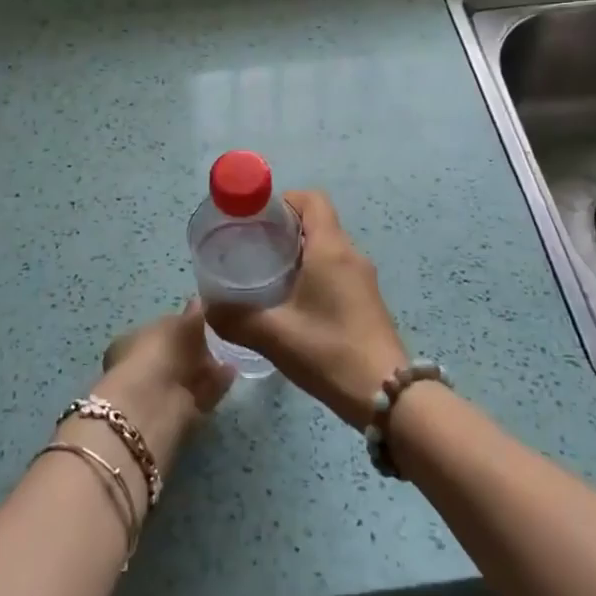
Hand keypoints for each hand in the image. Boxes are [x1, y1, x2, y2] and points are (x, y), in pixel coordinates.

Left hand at [92, 299, 234, 475]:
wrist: (151, 403)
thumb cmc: (157, 352)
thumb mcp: (177, 324)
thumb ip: (191, 315)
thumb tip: (199, 302)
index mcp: (132, 342)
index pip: (158, 332)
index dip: (179, 327)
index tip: (202, 322)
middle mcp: (142, 368)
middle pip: (173, 357)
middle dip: (194, 350)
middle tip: (219, 339)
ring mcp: (158, 394)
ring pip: (187, 378)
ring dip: (207, 369)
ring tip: (230, 356)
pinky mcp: (177, 416)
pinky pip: (200, 395)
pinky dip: (215, 384)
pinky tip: (232, 372)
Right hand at [204, 190, 407, 429]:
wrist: (388, 396)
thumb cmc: (330, 352)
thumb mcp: (275, 336)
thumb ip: (236, 318)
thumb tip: (208, 307)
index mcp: (331, 249)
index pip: (312, 199)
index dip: (284, 200)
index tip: (256, 218)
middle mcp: (351, 255)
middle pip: (318, 221)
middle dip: (285, 228)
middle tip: (252, 247)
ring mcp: (363, 279)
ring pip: (327, 248)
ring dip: (299, 252)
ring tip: (266, 274)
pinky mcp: (367, 301)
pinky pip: (337, 270)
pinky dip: (313, 272)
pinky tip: (292, 302)